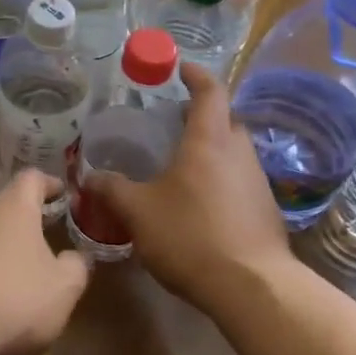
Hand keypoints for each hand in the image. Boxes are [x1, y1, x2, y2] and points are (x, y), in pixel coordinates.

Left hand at [0, 170, 89, 354]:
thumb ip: (76, 268)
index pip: (34, 178)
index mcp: (14, 206)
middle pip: (4, 204)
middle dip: (24, 219)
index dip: (50, 184)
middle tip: (43, 236)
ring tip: (14, 271)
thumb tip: (77, 256)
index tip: (62, 194)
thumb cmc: (10, 298)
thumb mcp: (61, 289)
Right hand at [82, 65, 293, 310]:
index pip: (210, 91)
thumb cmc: (191, 236)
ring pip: (234, 153)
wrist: (252, 287)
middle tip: (173, 123)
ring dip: (212, 150)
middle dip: (202, 115)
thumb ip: (112, 190)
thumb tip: (89, 176)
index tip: (181, 68)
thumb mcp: (138, 212)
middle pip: (225, 120)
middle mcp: (239, 153)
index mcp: (209, 141)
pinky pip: (240, 181)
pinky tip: (201, 205)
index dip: (196, 75)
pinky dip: (221, 180)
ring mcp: (258, 182)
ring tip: (182, 166)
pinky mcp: (266, 211)